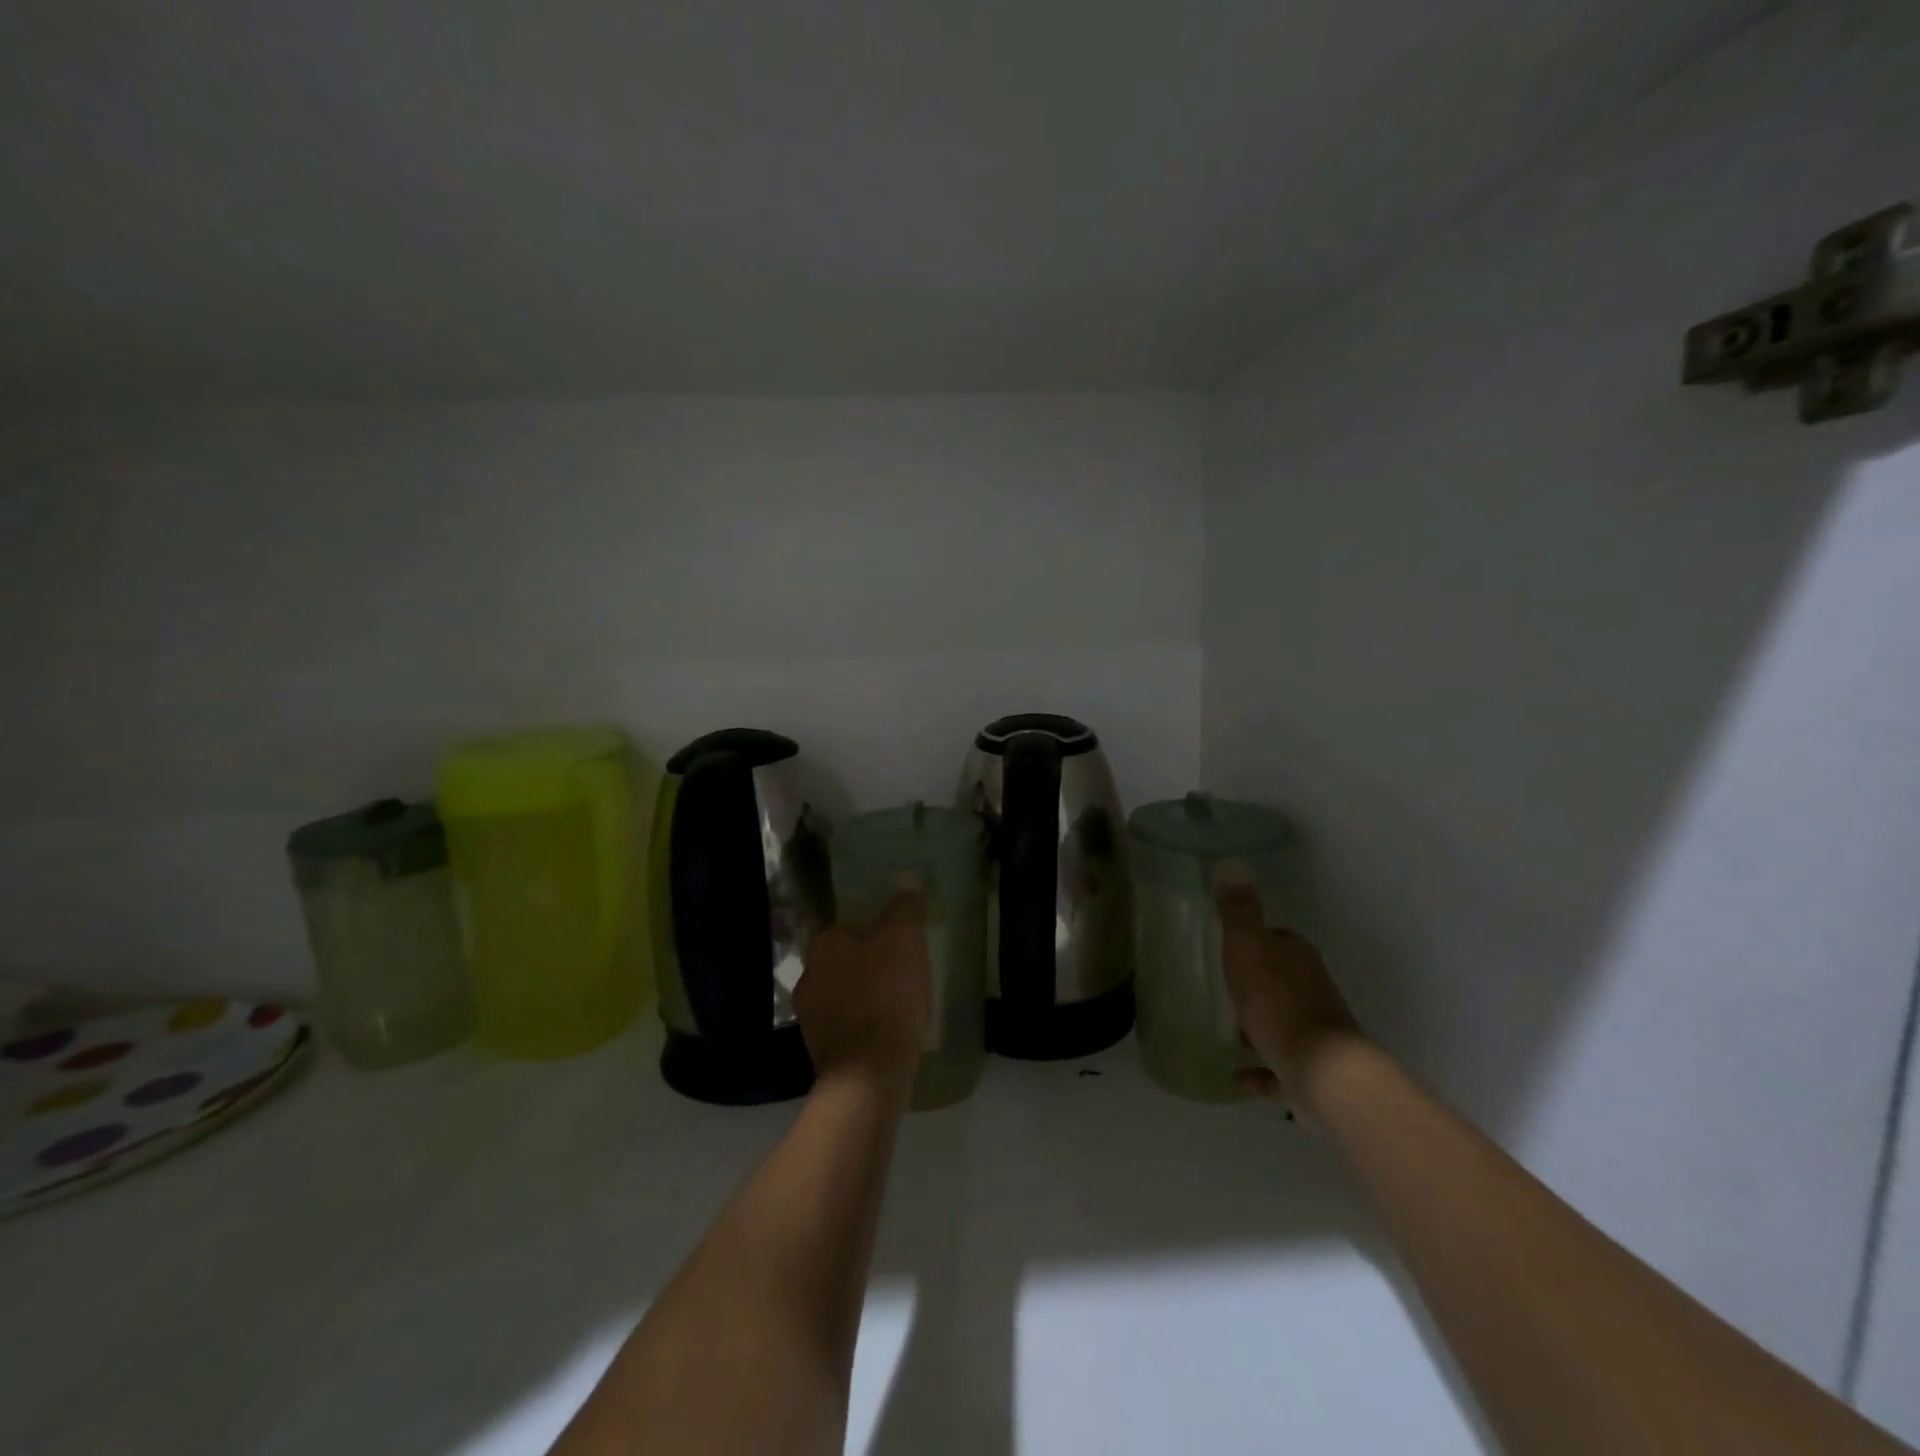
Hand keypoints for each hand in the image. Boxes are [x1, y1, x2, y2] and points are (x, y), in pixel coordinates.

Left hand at [795, 880, 931, 1098]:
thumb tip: (907, 877)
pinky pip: (845, 1023)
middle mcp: (808, 975)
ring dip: (863, 993)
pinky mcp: (819, 1049)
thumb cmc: (887, 998)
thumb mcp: (905, 943)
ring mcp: (809, 1016)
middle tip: (901, 969)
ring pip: (841, 992)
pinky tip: (886, 1029)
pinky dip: (862, 1022)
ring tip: (898, 1000)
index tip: (898, 942)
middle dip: (867, 963)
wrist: (868, 1078)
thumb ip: (905, 908)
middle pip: (843, 959)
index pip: (846, 926)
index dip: (873, 931)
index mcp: (824, 945)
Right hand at [1215, 867, 1365, 1121]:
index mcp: (1297, 958)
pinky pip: (1278, 1066)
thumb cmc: (1279, 1004)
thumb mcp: (1248, 949)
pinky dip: (1260, 1070)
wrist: (1322, 1073)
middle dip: (1255, 984)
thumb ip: (1238, 912)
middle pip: (1279, 980)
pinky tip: (1237, 1075)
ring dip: (1258, 1026)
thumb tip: (1232, 864)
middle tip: (1223, 988)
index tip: (1229, 947)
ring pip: (1281, 1022)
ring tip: (1227, 1032)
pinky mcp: (1310, 1070)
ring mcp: (1313, 1032)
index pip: (1276, 940)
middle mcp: (1310, 990)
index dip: (1254, 941)